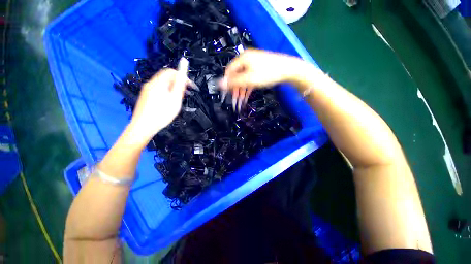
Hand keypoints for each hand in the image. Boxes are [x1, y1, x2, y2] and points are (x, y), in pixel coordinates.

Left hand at [128, 68, 187, 142]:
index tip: (189, 85)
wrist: (143, 126)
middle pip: (166, 77)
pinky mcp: (145, 96)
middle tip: (185, 93)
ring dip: (172, 88)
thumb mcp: (175, 99)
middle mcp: (150, 84)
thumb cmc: (161, 114)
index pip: (171, 71)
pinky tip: (169, 102)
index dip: (182, 75)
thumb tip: (182, 73)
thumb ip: (179, 85)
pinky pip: (158, 90)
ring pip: (162, 84)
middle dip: (177, 83)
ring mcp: (146, 90)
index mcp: (158, 83)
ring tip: (178, 98)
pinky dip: (166, 92)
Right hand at [220, 49, 303, 110]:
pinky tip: (247, 94)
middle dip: (235, 88)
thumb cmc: (267, 74)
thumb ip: (234, 82)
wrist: (288, 70)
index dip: (227, 82)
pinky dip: (248, 86)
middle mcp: (247, 59)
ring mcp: (254, 64)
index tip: (227, 93)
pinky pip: (250, 78)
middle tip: (235, 99)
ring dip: (241, 89)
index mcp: (242, 58)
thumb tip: (219, 84)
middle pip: (236, 75)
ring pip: (243, 78)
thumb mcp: (248, 79)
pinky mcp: (259, 69)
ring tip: (241, 100)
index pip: (229, 70)